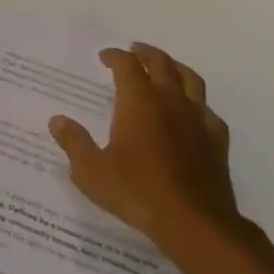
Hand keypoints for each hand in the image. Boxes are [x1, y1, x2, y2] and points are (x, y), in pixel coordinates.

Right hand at [48, 42, 243, 262]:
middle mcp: (170, 101)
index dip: (115, 56)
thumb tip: (57, 121)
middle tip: (135, 51)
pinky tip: (193, 113)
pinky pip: (208, 112)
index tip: (105, 56)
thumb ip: (74, 142)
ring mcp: (197, 120)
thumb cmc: (137, 192)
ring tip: (166, 68)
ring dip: (175, 68)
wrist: (194, 223)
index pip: (127, 65)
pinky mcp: (216, 142)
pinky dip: (197, 104)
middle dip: (146, 54)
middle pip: (161, 64)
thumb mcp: (92, 171)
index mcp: (139, 102)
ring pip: (190, 80)